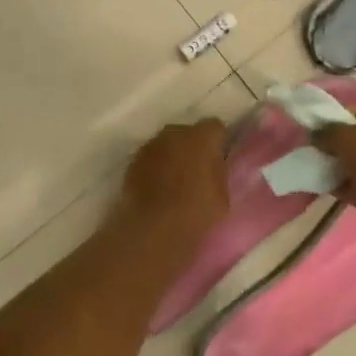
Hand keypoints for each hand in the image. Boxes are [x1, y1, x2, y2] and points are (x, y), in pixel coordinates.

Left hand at [120, 118, 229, 239]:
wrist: (152, 229)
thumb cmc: (195, 213)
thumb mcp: (222, 196)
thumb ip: (218, 172)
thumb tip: (213, 165)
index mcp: (201, 138)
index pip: (215, 127)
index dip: (218, 141)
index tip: (219, 159)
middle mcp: (174, 133)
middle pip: (188, 132)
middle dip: (193, 146)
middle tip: (197, 171)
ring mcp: (151, 146)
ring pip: (167, 143)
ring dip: (172, 155)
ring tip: (174, 181)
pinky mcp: (133, 161)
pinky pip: (150, 157)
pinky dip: (155, 166)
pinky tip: (157, 187)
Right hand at [313, 103, 355, 249]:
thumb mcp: (347, 137)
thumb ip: (328, 131)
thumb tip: (316, 134)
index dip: (339, 117)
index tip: (320, 129)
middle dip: (340, 144)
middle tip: (319, 151)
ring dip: (342, 166)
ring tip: (320, 170)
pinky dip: (347, 185)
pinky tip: (327, 188)